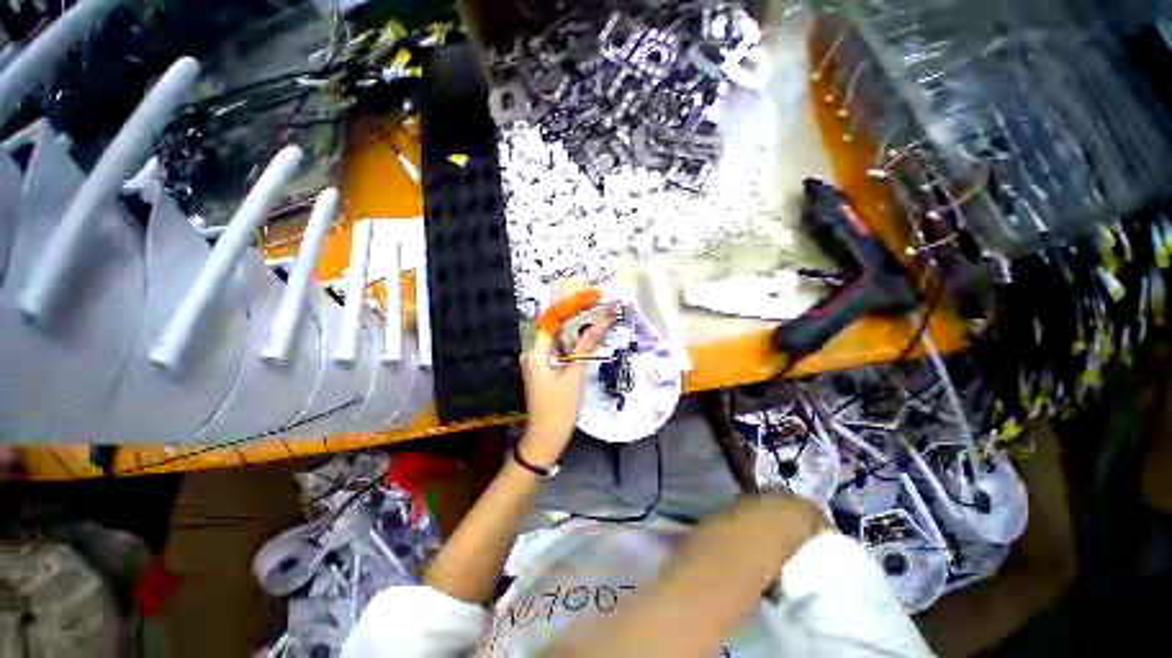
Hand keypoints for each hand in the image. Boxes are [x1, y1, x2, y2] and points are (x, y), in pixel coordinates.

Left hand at [519, 305, 613, 466]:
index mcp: (536, 352)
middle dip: (575, 312)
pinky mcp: (544, 369)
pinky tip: (586, 335)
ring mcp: (538, 361)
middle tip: (597, 301)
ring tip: (595, 312)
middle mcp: (533, 352)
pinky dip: (573, 340)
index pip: (553, 319)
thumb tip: (602, 322)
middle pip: (554, 325)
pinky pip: (558, 347)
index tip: (592, 296)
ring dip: (575, 325)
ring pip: (558, 336)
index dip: (573, 305)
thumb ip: (586, 347)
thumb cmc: (559, 408)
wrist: (546, 438)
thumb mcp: (575, 375)